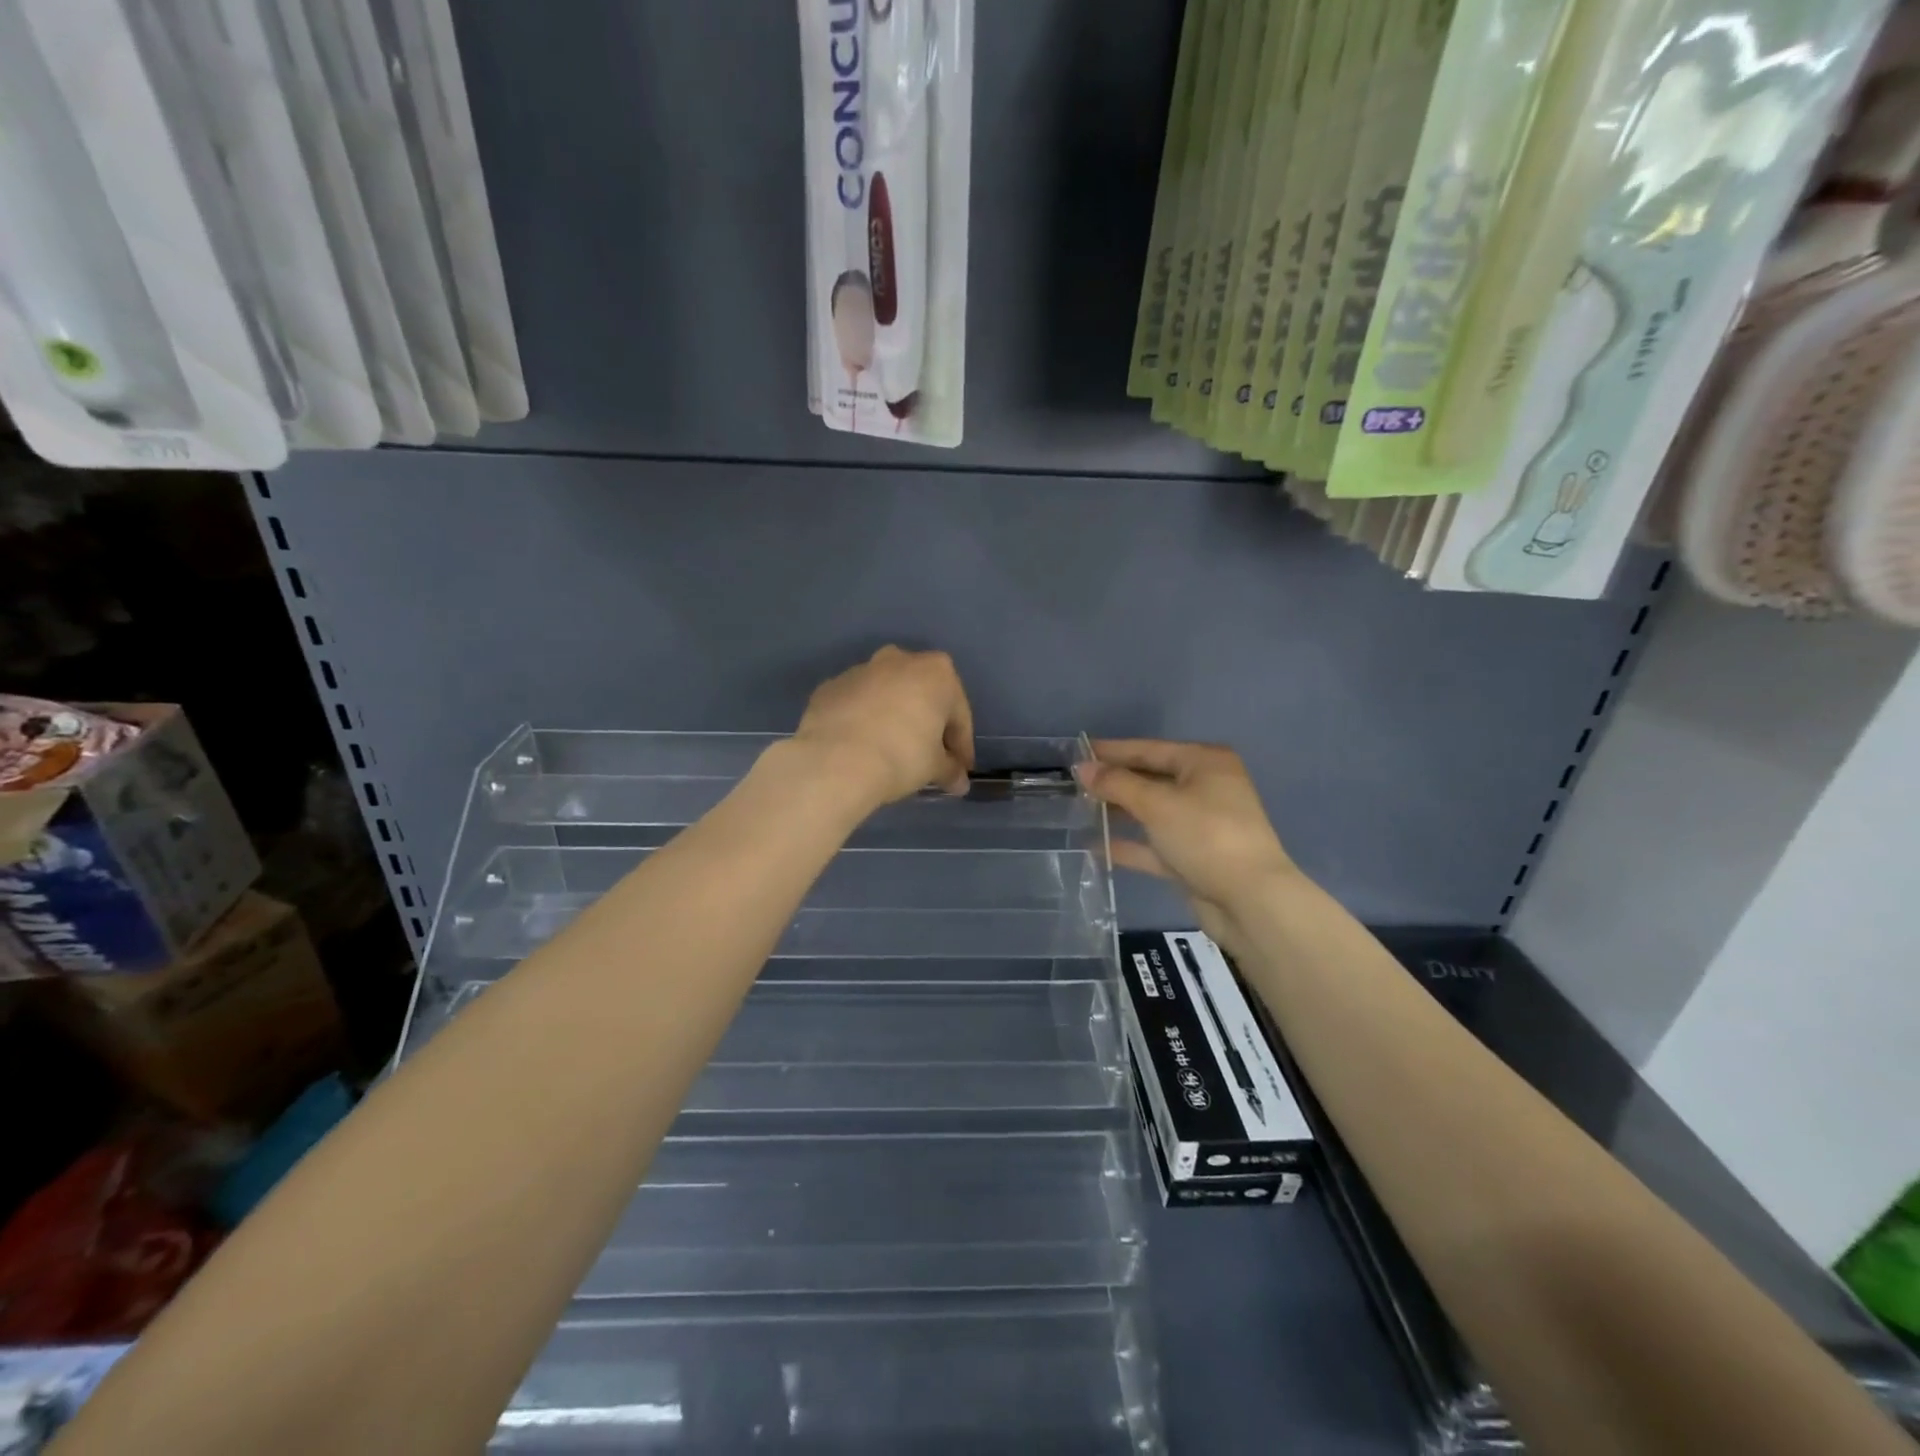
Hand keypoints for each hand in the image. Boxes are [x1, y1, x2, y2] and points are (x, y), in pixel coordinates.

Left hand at [792, 647, 975, 808]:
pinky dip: (863, 720)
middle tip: (927, 758)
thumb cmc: (901, 756)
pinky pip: (857, 704)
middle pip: (922, 696)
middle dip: (927, 724)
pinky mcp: (831, 686)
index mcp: (937, 673)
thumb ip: (950, 770)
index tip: (959, 769)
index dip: (961, 745)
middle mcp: (900, 660)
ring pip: (887, 695)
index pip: (958, 714)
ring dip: (893, 718)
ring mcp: (861, 670)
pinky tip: (861, 747)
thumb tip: (958, 781)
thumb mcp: (934, 768)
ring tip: (890, 751)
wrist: (835, 760)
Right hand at [1076, 741, 1297, 920]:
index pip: (1149, 749)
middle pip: (1150, 779)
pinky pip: (1154, 844)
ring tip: (1079, 811)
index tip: (1078, 751)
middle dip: (1114, 783)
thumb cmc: (1205, 836)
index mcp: (1205, 763)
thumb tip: (1083, 768)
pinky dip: (1129, 844)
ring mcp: (1201, 825)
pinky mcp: (1194, 858)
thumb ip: (1116, 784)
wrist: (1249, 901)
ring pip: (1151, 812)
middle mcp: (1205, 788)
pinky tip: (1096, 845)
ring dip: (1119, 813)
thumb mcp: (1157, 804)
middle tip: (1073, 783)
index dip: (1112, 751)